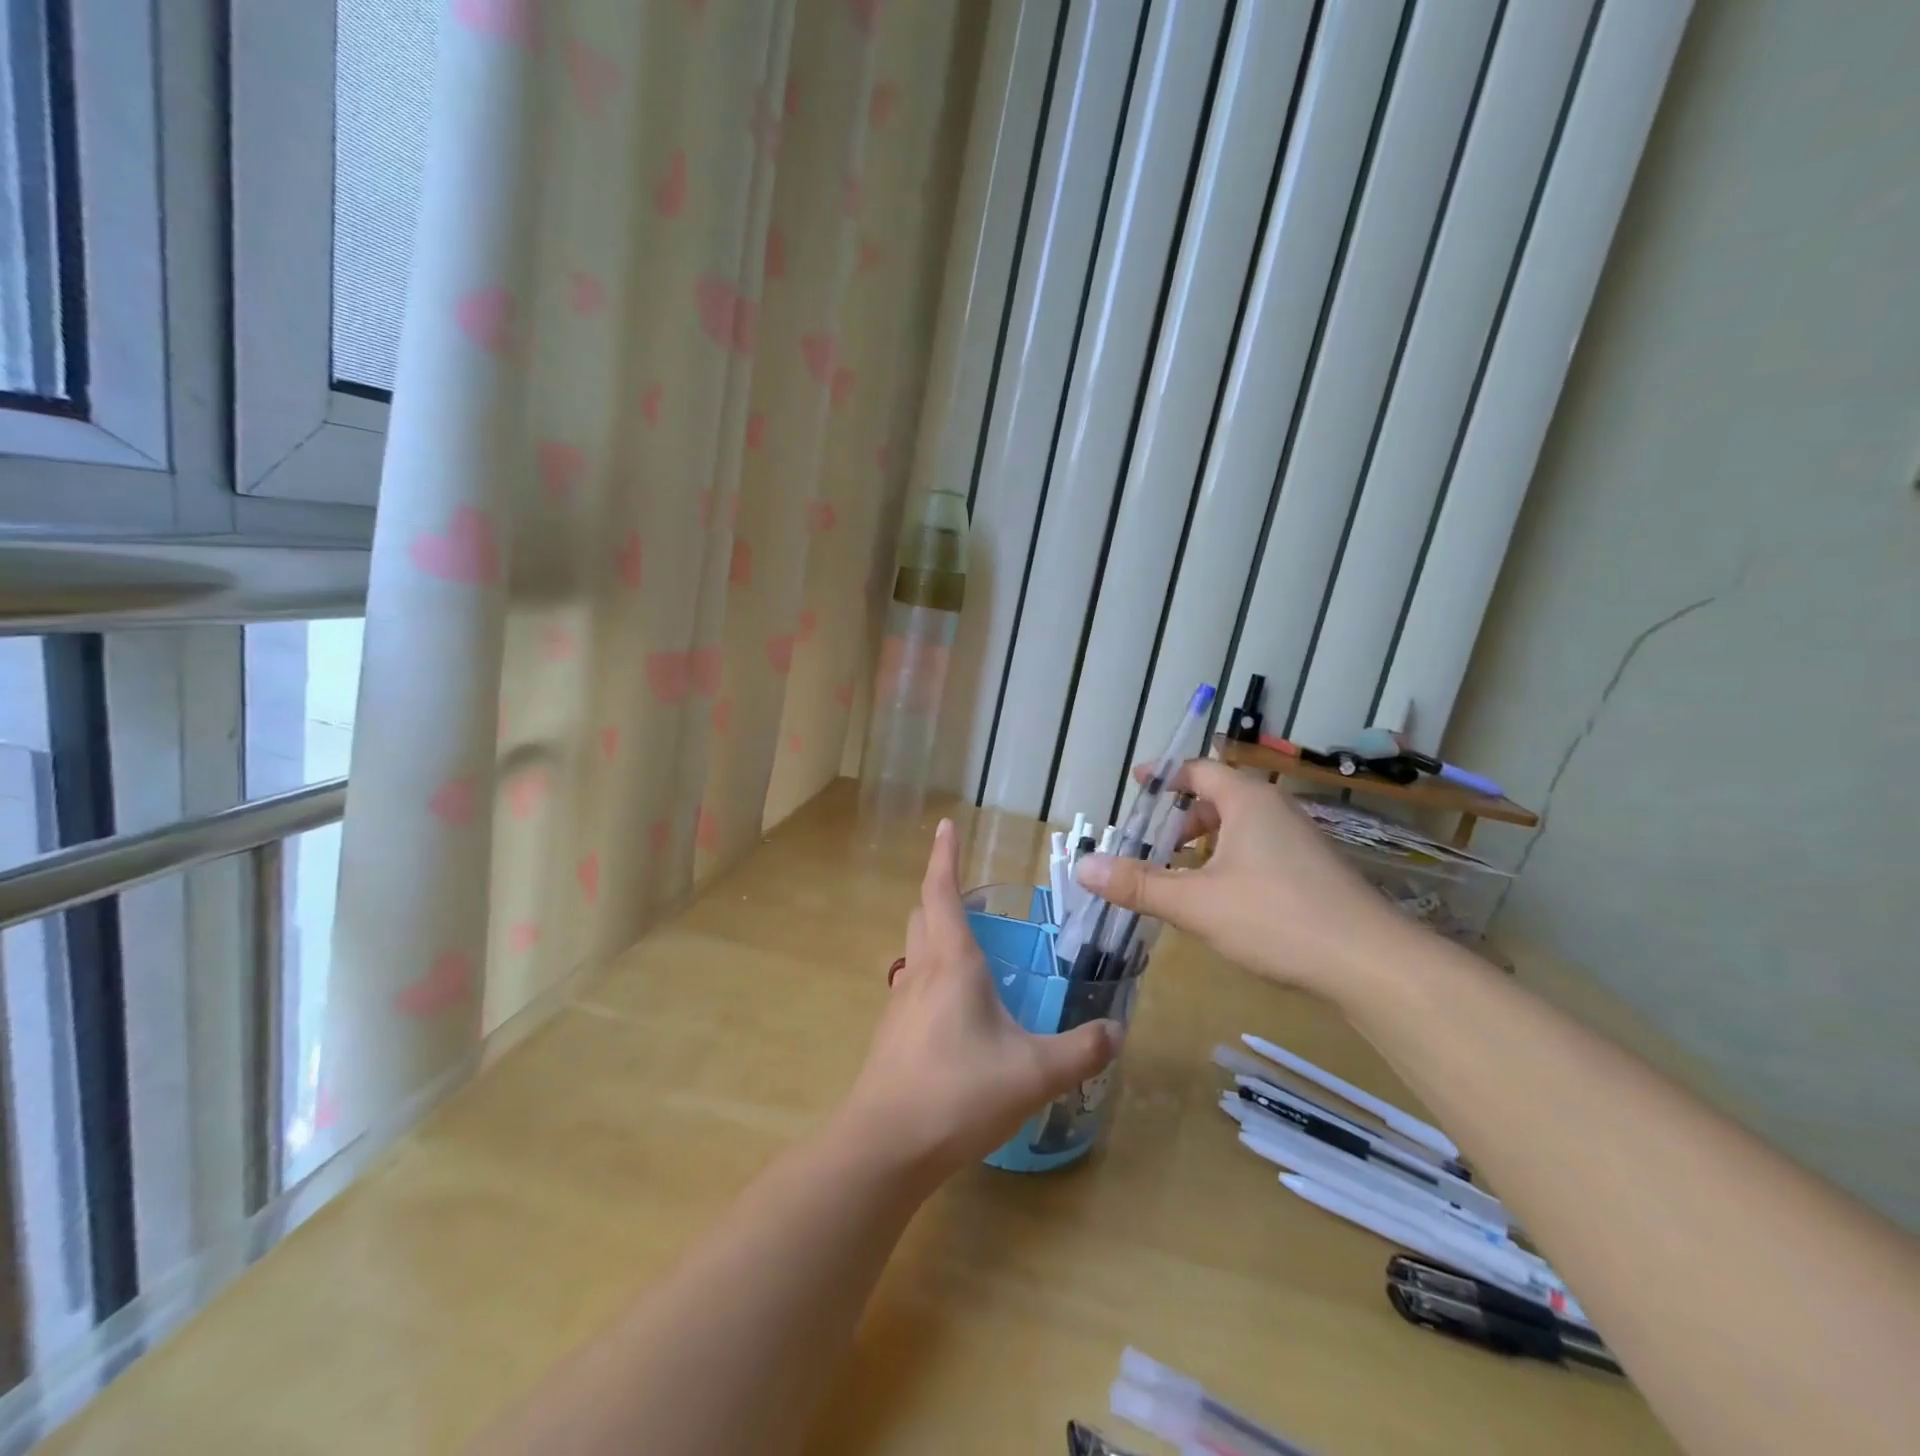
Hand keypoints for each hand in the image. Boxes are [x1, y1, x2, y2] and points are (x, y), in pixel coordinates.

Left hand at [840, 820, 1121, 1183]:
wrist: (885, 1146)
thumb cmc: (958, 1092)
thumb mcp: (1034, 1072)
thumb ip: (1080, 1050)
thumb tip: (1118, 1031)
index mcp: (952, 962)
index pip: (942, 891)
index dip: (944, 855)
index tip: (945, 825)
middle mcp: (921, 972)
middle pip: (923, 914)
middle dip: (942, 893)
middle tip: (972, 894)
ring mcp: (900, 1003)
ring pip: (914, 949)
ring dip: (934, 933)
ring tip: (968, 946)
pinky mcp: (892, 1034)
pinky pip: (912, 985)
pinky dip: (931, 974)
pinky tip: (954, 1009)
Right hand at [1076, 758, 1397, 997]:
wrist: (1372, 964)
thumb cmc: (1276, 918)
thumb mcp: (1195, 903)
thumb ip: (1138, 884)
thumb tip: (1083, 867)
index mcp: (1248, 802)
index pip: (1198, 770)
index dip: (1163, 776)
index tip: (1136, 786)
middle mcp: (1276, 811)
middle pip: (1218, 799)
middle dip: (1180, 819)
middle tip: (1150, 846)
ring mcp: (1301, 842)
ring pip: (1240, 829)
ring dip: (1205, 845)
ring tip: (1179, 877)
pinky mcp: (1314, 873)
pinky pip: (1260, 851)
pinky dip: (1230, 863)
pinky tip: (1221, 902)